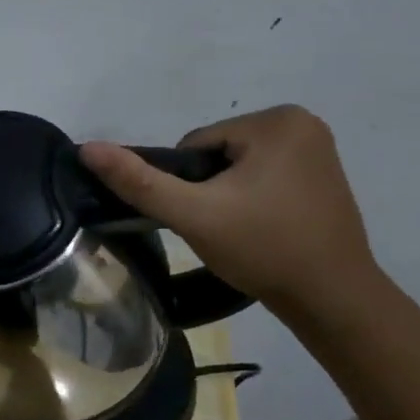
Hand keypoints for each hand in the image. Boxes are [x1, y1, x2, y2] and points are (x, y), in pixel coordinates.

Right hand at [80, 105, 380, 319]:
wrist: (332, 298)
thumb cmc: (263, 249)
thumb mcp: (193, 214)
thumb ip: (139, 181)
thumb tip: (87, 148)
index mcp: (276, 120)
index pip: (195, 144)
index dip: (186, 185)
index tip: (205, 217)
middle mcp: (303, 123)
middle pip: (216, 154)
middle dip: (208, 190)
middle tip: (221, 229)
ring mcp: (318, 149)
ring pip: (236, 168)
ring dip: (227, 197)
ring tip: (241, 233)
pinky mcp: (323, 175)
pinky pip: (263, 178)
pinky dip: (252, 201)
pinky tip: (261, 230)